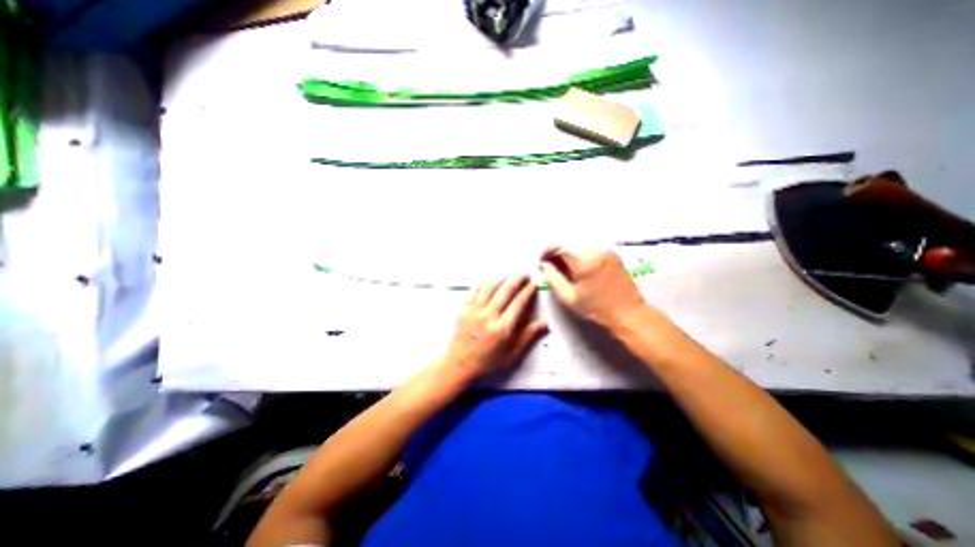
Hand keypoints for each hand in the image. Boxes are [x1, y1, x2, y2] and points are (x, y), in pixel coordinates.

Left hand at [443, 277, 546, 377]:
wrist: (459, 364)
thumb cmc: (487, 361)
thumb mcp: (511, 354)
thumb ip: (528, 336)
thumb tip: (544, 323)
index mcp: (502, 328)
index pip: (518, 304)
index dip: (527, 292)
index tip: (533, 284)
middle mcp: (488, 316)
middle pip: (505, 292)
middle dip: (516, 280)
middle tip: (524, 273)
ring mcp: (474, 311)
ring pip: (488, 288)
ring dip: (499, 278)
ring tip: (507, 273)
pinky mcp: (463, 310)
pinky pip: (472, 292)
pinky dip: (481, 285)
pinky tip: (486, 281)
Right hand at [541, 245, 645, 328]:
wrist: (628, 313)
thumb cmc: (596, 309)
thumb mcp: (568, 297)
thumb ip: (553, 278)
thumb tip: (544, 264)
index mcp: (584, 261)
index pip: (560, 246)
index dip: (548, 251)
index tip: (543, 260)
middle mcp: (596, 250)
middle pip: (569, 243)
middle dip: (558, 251)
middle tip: (552, 265)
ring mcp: (606, 250)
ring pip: (579, 244)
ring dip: (569, 252)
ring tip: (566, 267)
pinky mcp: (612, 253)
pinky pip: (590, 247)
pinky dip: (580, 253)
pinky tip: (580, 267)